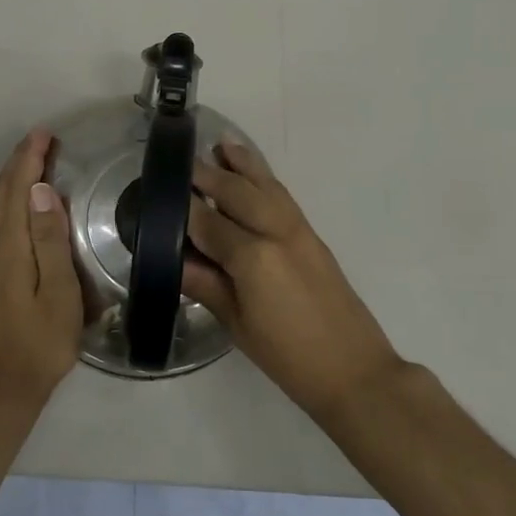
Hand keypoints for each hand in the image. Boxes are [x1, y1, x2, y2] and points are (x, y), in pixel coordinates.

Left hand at [0, 129, 83, 405]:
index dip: (29, 158)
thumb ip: (49, 240)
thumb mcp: (58, 292)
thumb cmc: (40, 341)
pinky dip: (11, 197)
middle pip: (2, 192)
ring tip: (35, 158)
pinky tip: (24, 202)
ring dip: (14, 176)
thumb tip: (41, 190)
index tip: (46, 133)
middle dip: (20, 160)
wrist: (3, 386)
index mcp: (10, 246)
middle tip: (43, 138)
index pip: (17, 189)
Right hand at [183, 138, 402, 418]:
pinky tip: (254, 175)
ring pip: (265, 186)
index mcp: (253, 258)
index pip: (208, 223)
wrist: (354, 371)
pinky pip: (283, 196)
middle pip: (237, 192)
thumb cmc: (288, 358)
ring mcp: (298, 230)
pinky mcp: (313, 235)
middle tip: (183, 162)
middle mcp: (276, 232)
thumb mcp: (238, 325)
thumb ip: (206, 285)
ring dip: (242, 164)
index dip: (184, 207)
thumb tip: (173, 260)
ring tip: (221, 145)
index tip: (161, 191)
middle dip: (209, 175)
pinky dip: (265, 179)